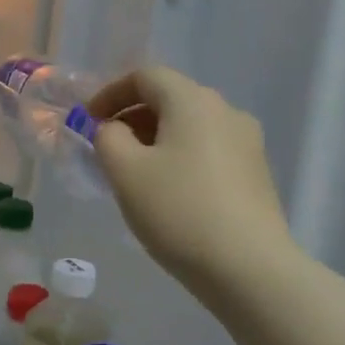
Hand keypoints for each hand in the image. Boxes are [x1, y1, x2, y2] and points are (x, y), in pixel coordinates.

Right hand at [87, 67, 292, 286]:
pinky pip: (208, 149)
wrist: (249, 268)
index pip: (145, 76)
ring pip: (190, 125)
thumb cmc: (179, 211)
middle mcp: (225, 110)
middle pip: (170, 98)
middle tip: (106, 147)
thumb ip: (107, 138)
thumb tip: (113, 129)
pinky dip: (181, 156)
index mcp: (193, 100)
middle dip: (132, 116)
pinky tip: (169, 190)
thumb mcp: (125, 172)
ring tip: (134, 172)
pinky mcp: (256, 172)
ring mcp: (247, 141)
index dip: (111, 93)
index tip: (89, 121)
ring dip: (156, 138)